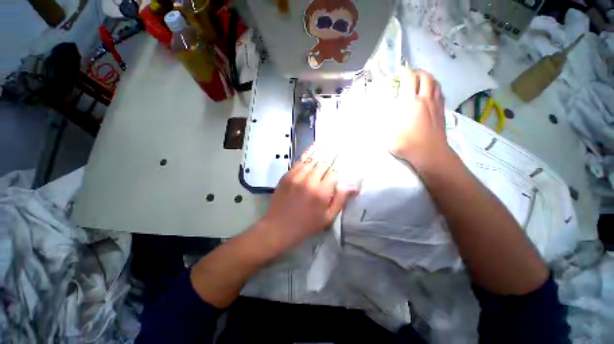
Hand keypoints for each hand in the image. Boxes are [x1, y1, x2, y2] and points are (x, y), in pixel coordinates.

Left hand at [259, 149, 355, 251]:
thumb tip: (352, 187)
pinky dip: (306, 157)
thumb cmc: (305, 225)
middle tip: (334, 157)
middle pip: (323, 163)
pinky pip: (299, 162)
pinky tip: (311, 153)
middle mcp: (309, 180)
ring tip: (325, 149)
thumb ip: (340, 201)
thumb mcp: (327, 218)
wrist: (278, 227)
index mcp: (321, 192)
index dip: (338, 172)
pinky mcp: (286, 175)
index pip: (334, 174)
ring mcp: (296, 176)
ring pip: (311, 160)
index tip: (339, 172)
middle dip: (330, 162)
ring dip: (319, 156)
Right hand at [390, 70, 451, 169]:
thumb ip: (385, 120)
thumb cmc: (407, 144)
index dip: (404, 73)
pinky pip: (440, 92)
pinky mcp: (441, 111)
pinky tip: (430, 93)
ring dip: (428, 78)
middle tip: (409, 75)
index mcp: (411, 103)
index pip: (410, 79)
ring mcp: (436, 105)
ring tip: (420, 80)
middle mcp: (425, 99)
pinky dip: (435, 87)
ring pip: (435, 83)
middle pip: (425, 77)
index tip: (399, 73)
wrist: (430, 154)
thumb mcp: (389, 133)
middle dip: (417, 72)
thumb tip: (382, 111)